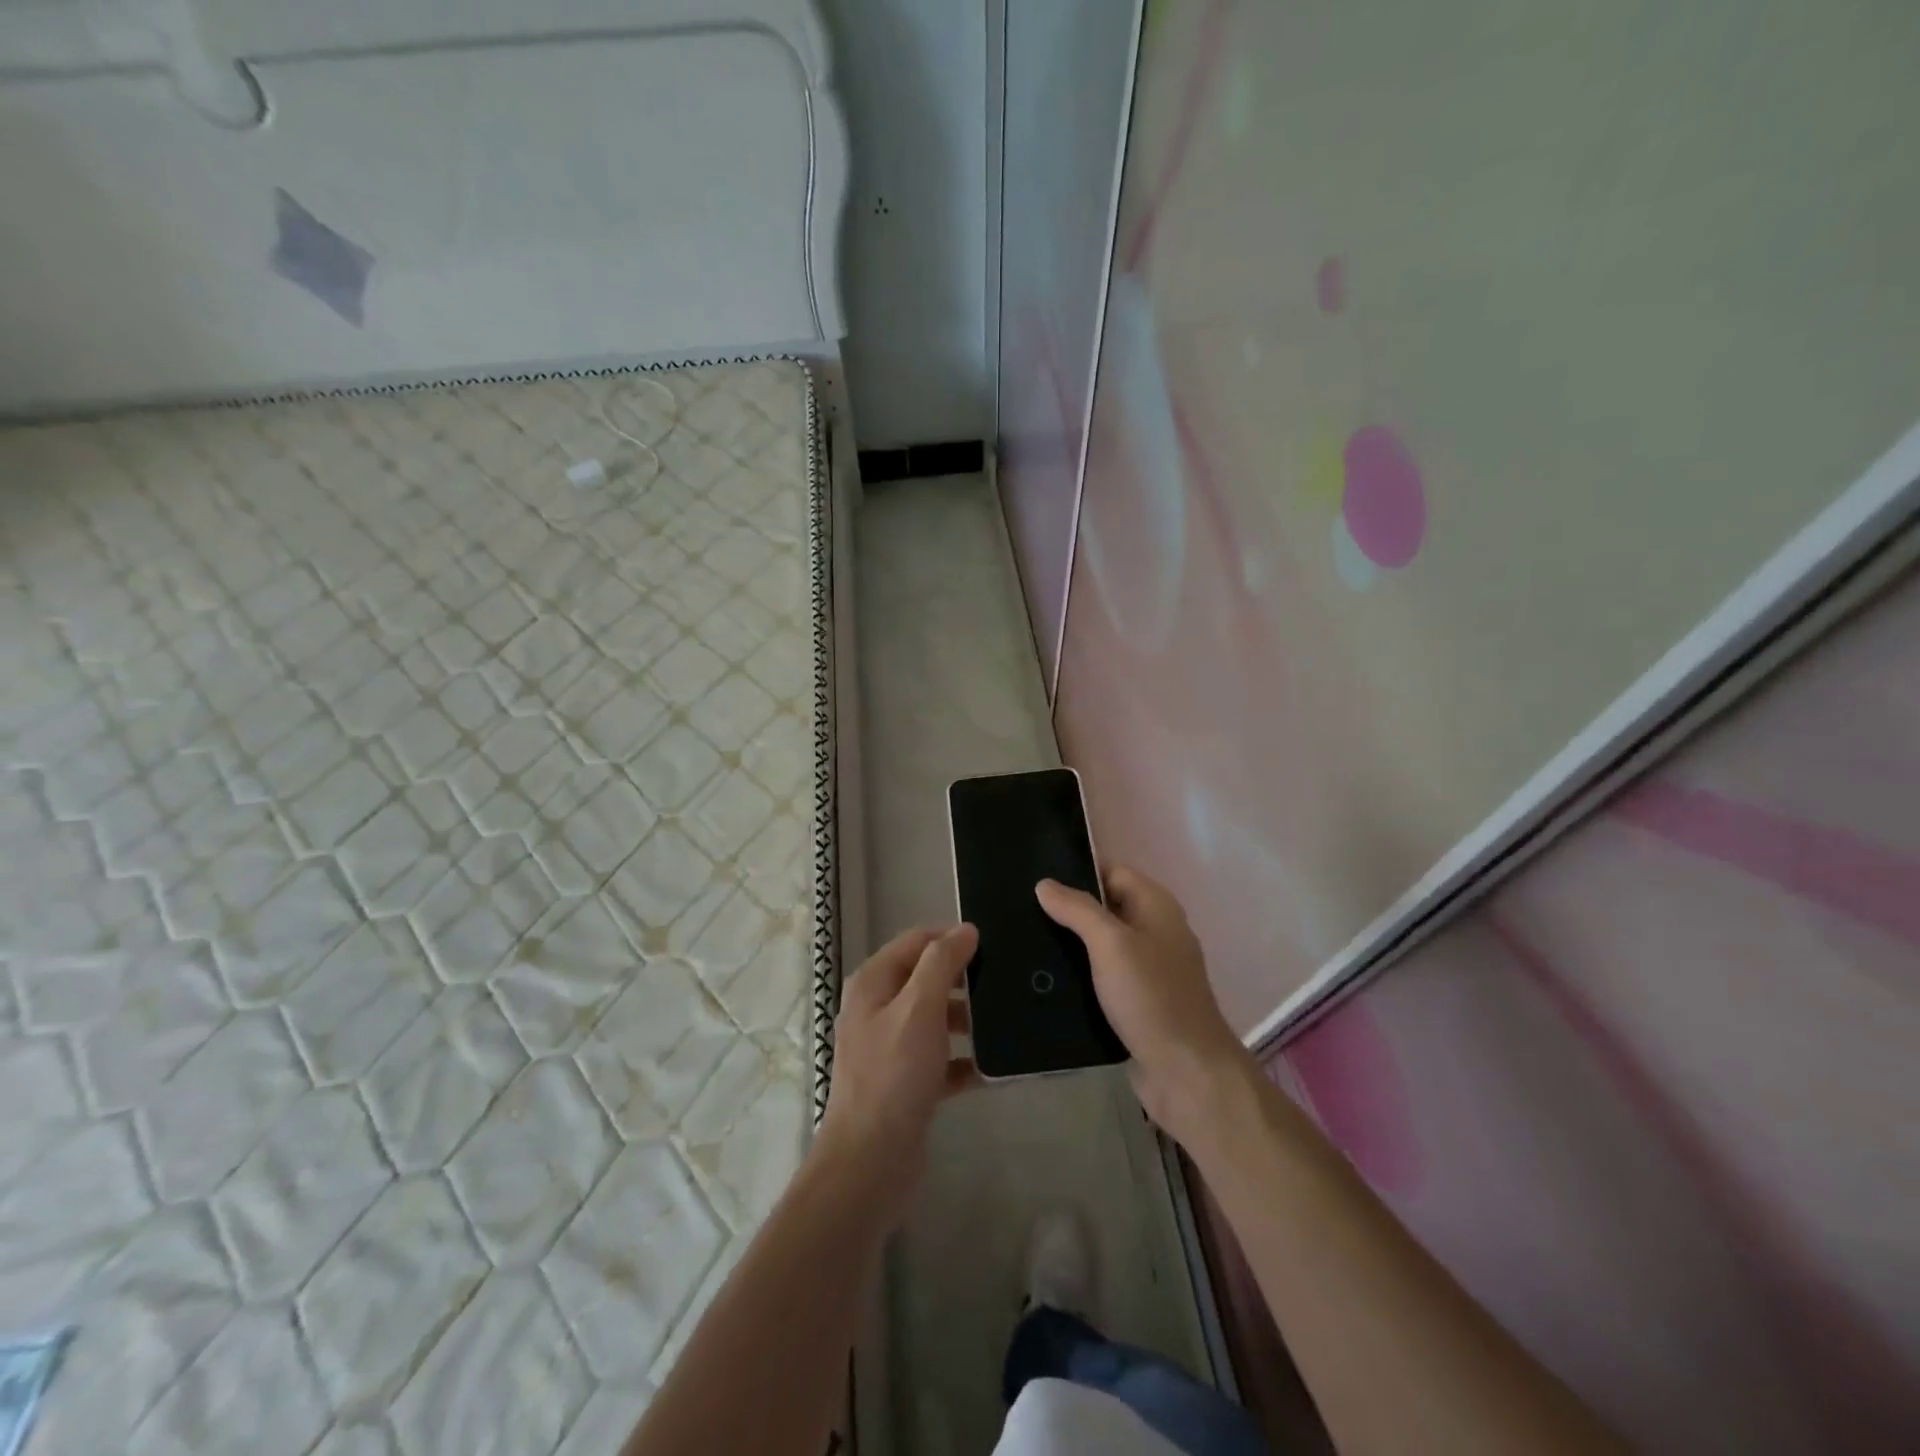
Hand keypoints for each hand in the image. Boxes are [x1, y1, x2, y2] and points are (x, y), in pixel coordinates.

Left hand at [817, 923, 979, 1224]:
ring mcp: (890, 1047)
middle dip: (963, 980)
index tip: (992, 944)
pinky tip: (994, 1068)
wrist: (870, 1163)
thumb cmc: (894, 1075)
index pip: (916, 941)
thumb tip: (965, 929)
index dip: (951, 937)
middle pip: (926, 978)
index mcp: (873, 983)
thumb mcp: (919, 1008)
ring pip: (935, 1019)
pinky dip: (964, 1060)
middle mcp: (877, 1009)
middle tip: (1004, 982)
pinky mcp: (905, 1082)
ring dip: (967, 1020)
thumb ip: (942, 963)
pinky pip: (941, 1059)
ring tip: (1005, 1023)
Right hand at [1036, 866, 1256, 1143]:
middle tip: (1020, 911)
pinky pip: (1102, 977)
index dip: (1076, 870)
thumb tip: (1045, 884)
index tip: (1034, 876)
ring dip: (1069, 945)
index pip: (1111, 871)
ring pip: (1100, 945)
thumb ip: (1078, 909)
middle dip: (1067, 909)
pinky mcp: (1137, 1001)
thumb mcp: (1111, 943)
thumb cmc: (1151, 997)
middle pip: (1104, 907)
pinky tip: (1045, 979)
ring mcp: (1147, 968)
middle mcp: (1154, 931)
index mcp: (1156, 906)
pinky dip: (1079, 975)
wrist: (1186, 1073)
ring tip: (1024, 943)